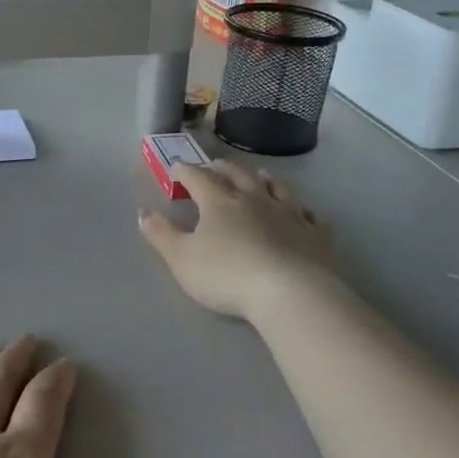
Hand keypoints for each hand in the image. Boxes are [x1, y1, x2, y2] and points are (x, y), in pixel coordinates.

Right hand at [138, 160, 338, 321]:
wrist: (290, 292)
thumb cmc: (227, 275)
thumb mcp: (181, 259)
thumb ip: (161, 234)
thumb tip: (143, 211)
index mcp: (220, 202)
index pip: (198, 178)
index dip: (185, 171)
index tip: (176, 168)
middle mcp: (256, 199)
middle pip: (238, 176)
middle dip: (223, 169)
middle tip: (215, 165)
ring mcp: (290, 214)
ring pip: (276, 188)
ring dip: (264, 179)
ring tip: (259, 175)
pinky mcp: (316, 235)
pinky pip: (311, 216)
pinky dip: (304, 211)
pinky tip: (305, 212)